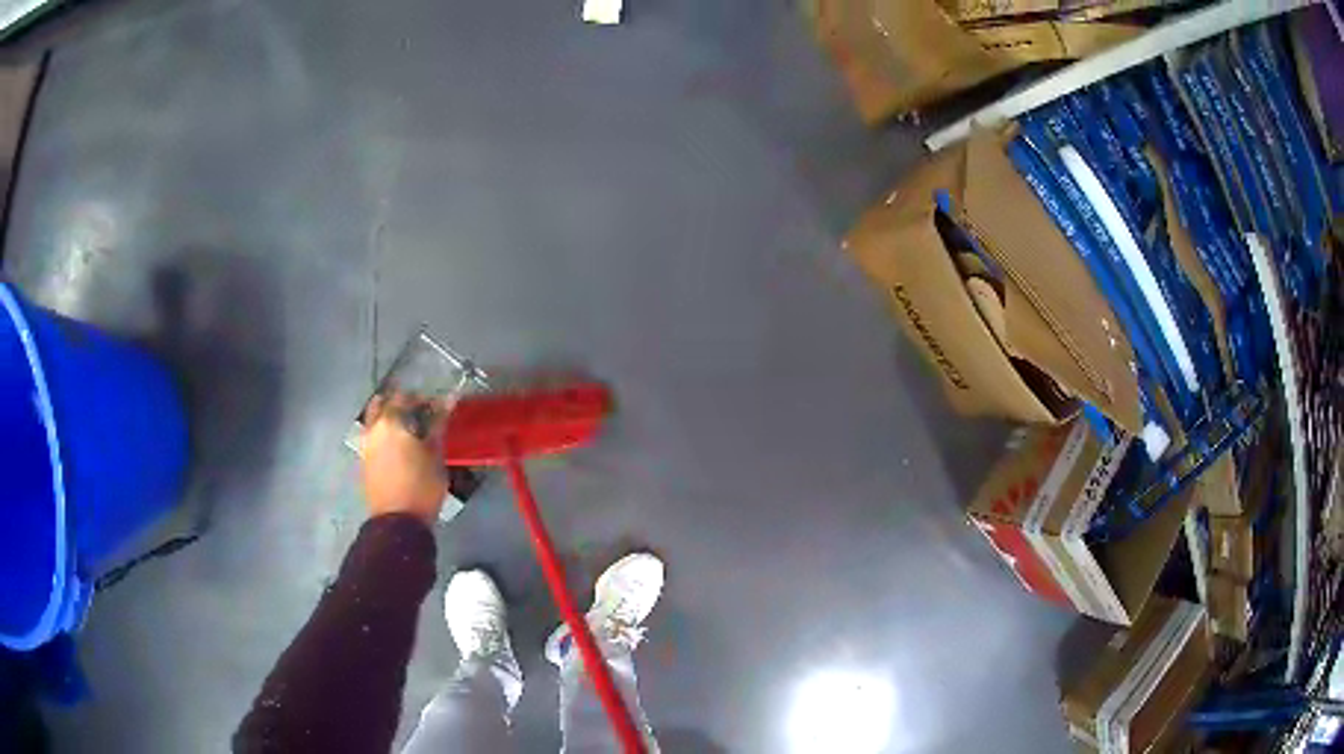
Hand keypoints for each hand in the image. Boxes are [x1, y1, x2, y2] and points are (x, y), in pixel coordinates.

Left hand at [359, 393, 450, 524]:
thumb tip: (448, 400)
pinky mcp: (364, 460)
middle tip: (421, 417)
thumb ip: (438, 425)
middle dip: (402, 405)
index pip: (407, 397)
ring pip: (375, 419)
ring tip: (410, 433)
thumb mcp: (435, 455)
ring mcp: (366, 444)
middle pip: (385, 403)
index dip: (424, 400)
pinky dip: (385, 435)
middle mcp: (374, 427)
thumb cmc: (421, 486)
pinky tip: (399, 448)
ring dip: (391, 419)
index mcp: (392, 421)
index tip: (438, 409)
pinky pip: (373, 436)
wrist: (397, 521)